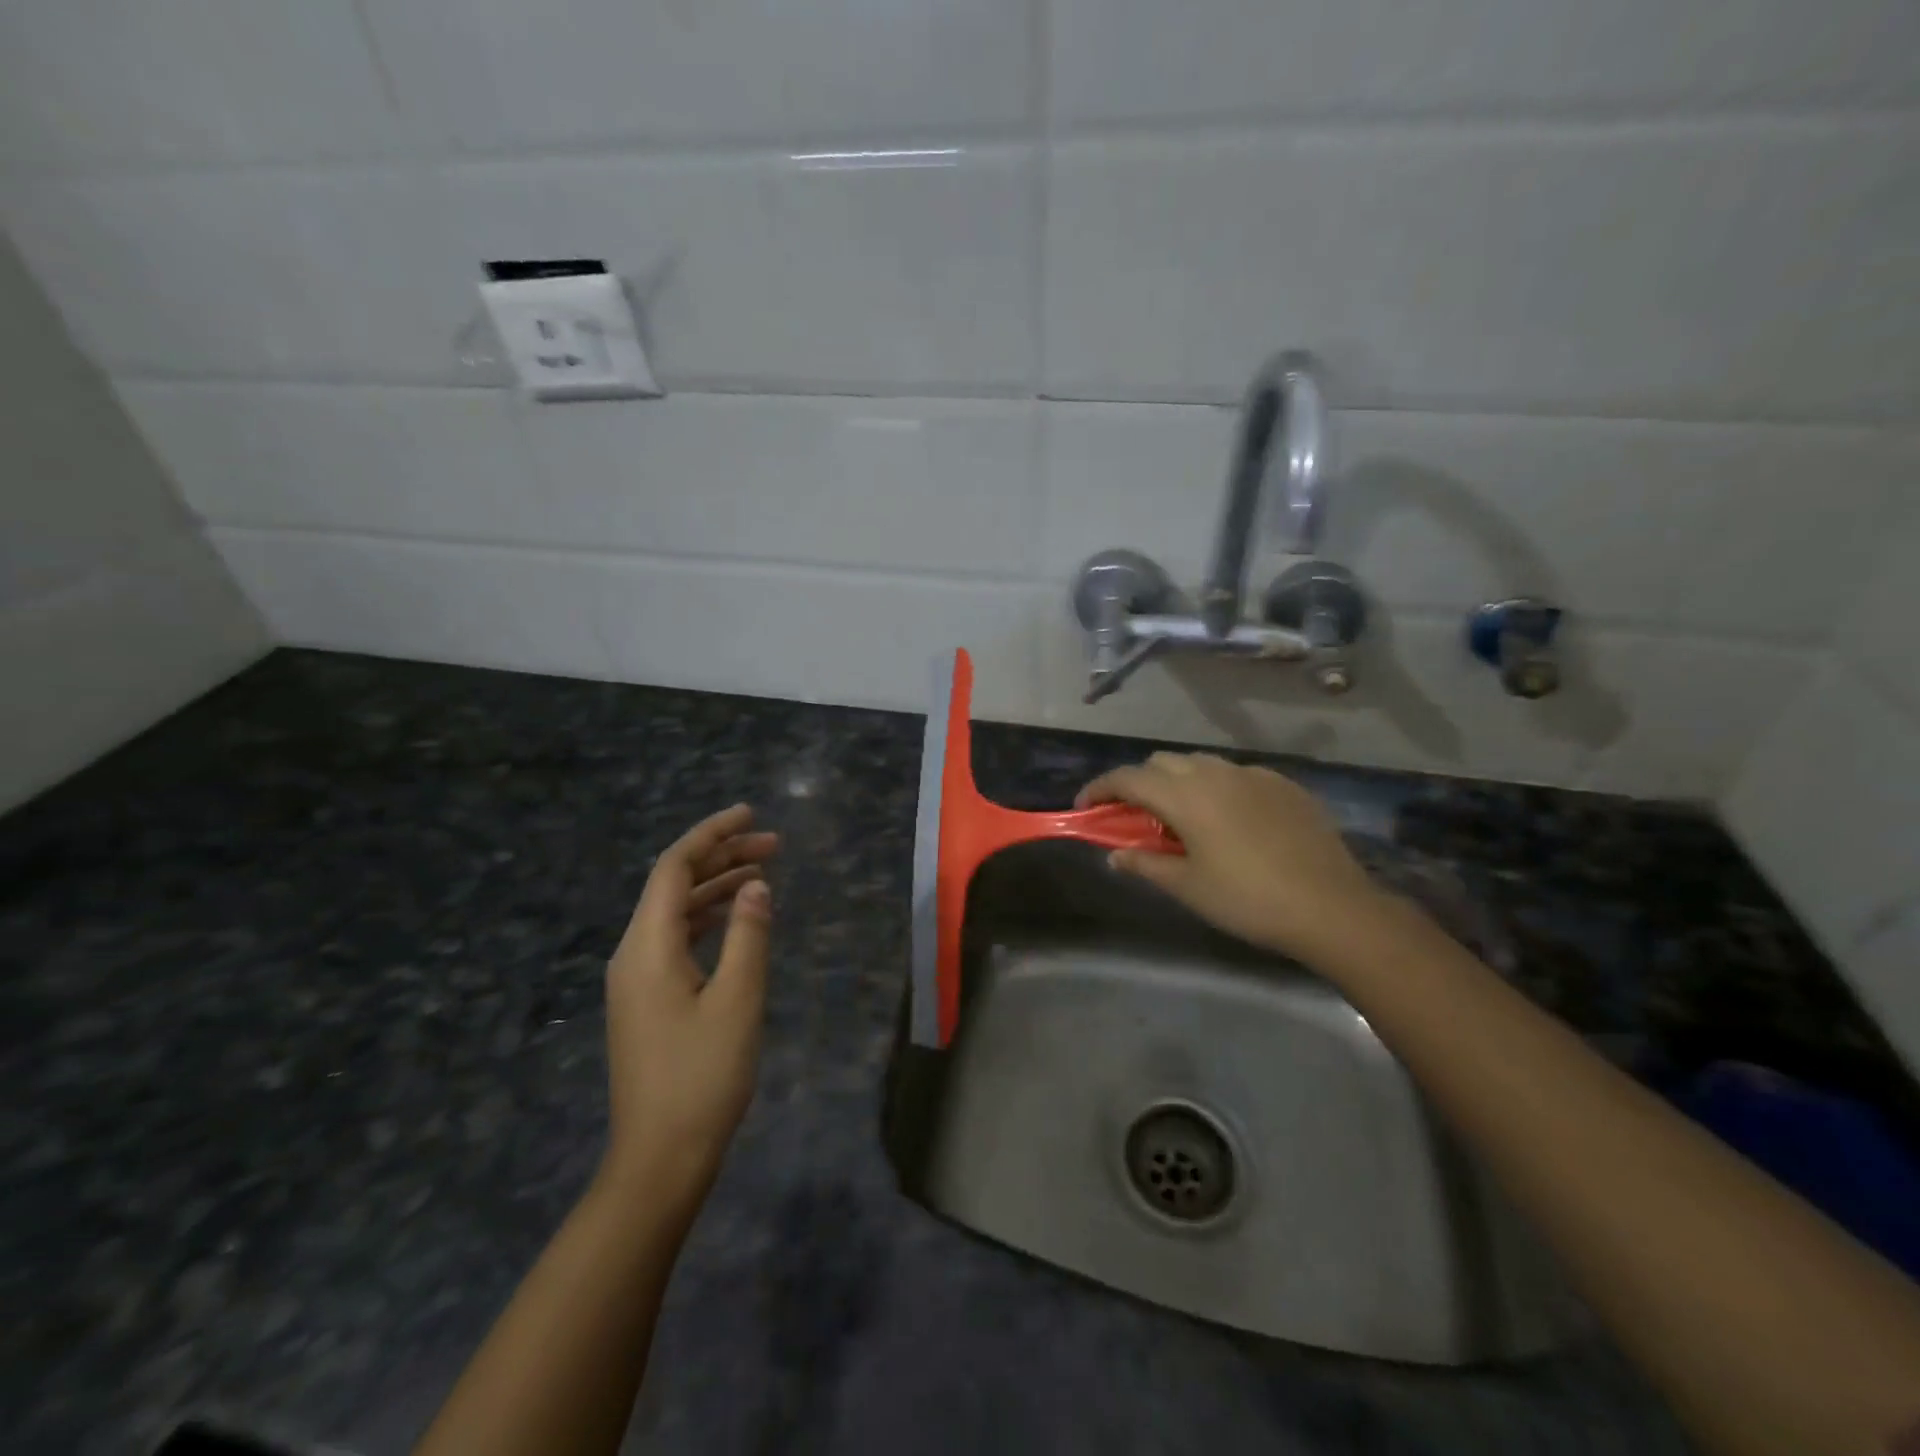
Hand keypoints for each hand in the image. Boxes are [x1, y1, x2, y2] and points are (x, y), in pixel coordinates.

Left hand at [600, 804, 778, 1213]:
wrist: (660, 1159)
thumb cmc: (703, 1077)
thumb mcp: (738, 1000)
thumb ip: (749, 935)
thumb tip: (755, 885)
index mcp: (646, 948)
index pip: (673, 868)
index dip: (711, 835)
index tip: (751, 815)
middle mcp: (632, 954)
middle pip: (673, 885)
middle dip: (721, 857)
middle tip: (774, 845)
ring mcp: (636, 979)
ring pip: (675, 912)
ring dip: (717, 887)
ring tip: (764, 872)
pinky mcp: (646, 1000)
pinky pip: (675, 938)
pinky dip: (708, 917)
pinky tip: (736, 917)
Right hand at [1077, 752, 1389, 967]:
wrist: (1332, 907)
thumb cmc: (1248, 900)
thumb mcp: (1188, 887)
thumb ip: (1144, 863)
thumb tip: (1114, 854)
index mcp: (1186, 796)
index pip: (1128, 778)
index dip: (1100, 788)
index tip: (1085, 806)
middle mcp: (1215, 773)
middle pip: (1161, 762)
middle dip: (1139, 783)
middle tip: (1135, 818)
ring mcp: (1253, 775)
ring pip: (1200, 763)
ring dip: (1178, 781)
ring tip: (1182, 817)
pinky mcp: (1284, 784)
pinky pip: (1236, 774)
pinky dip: (1217, 787)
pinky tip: (1229, 819)